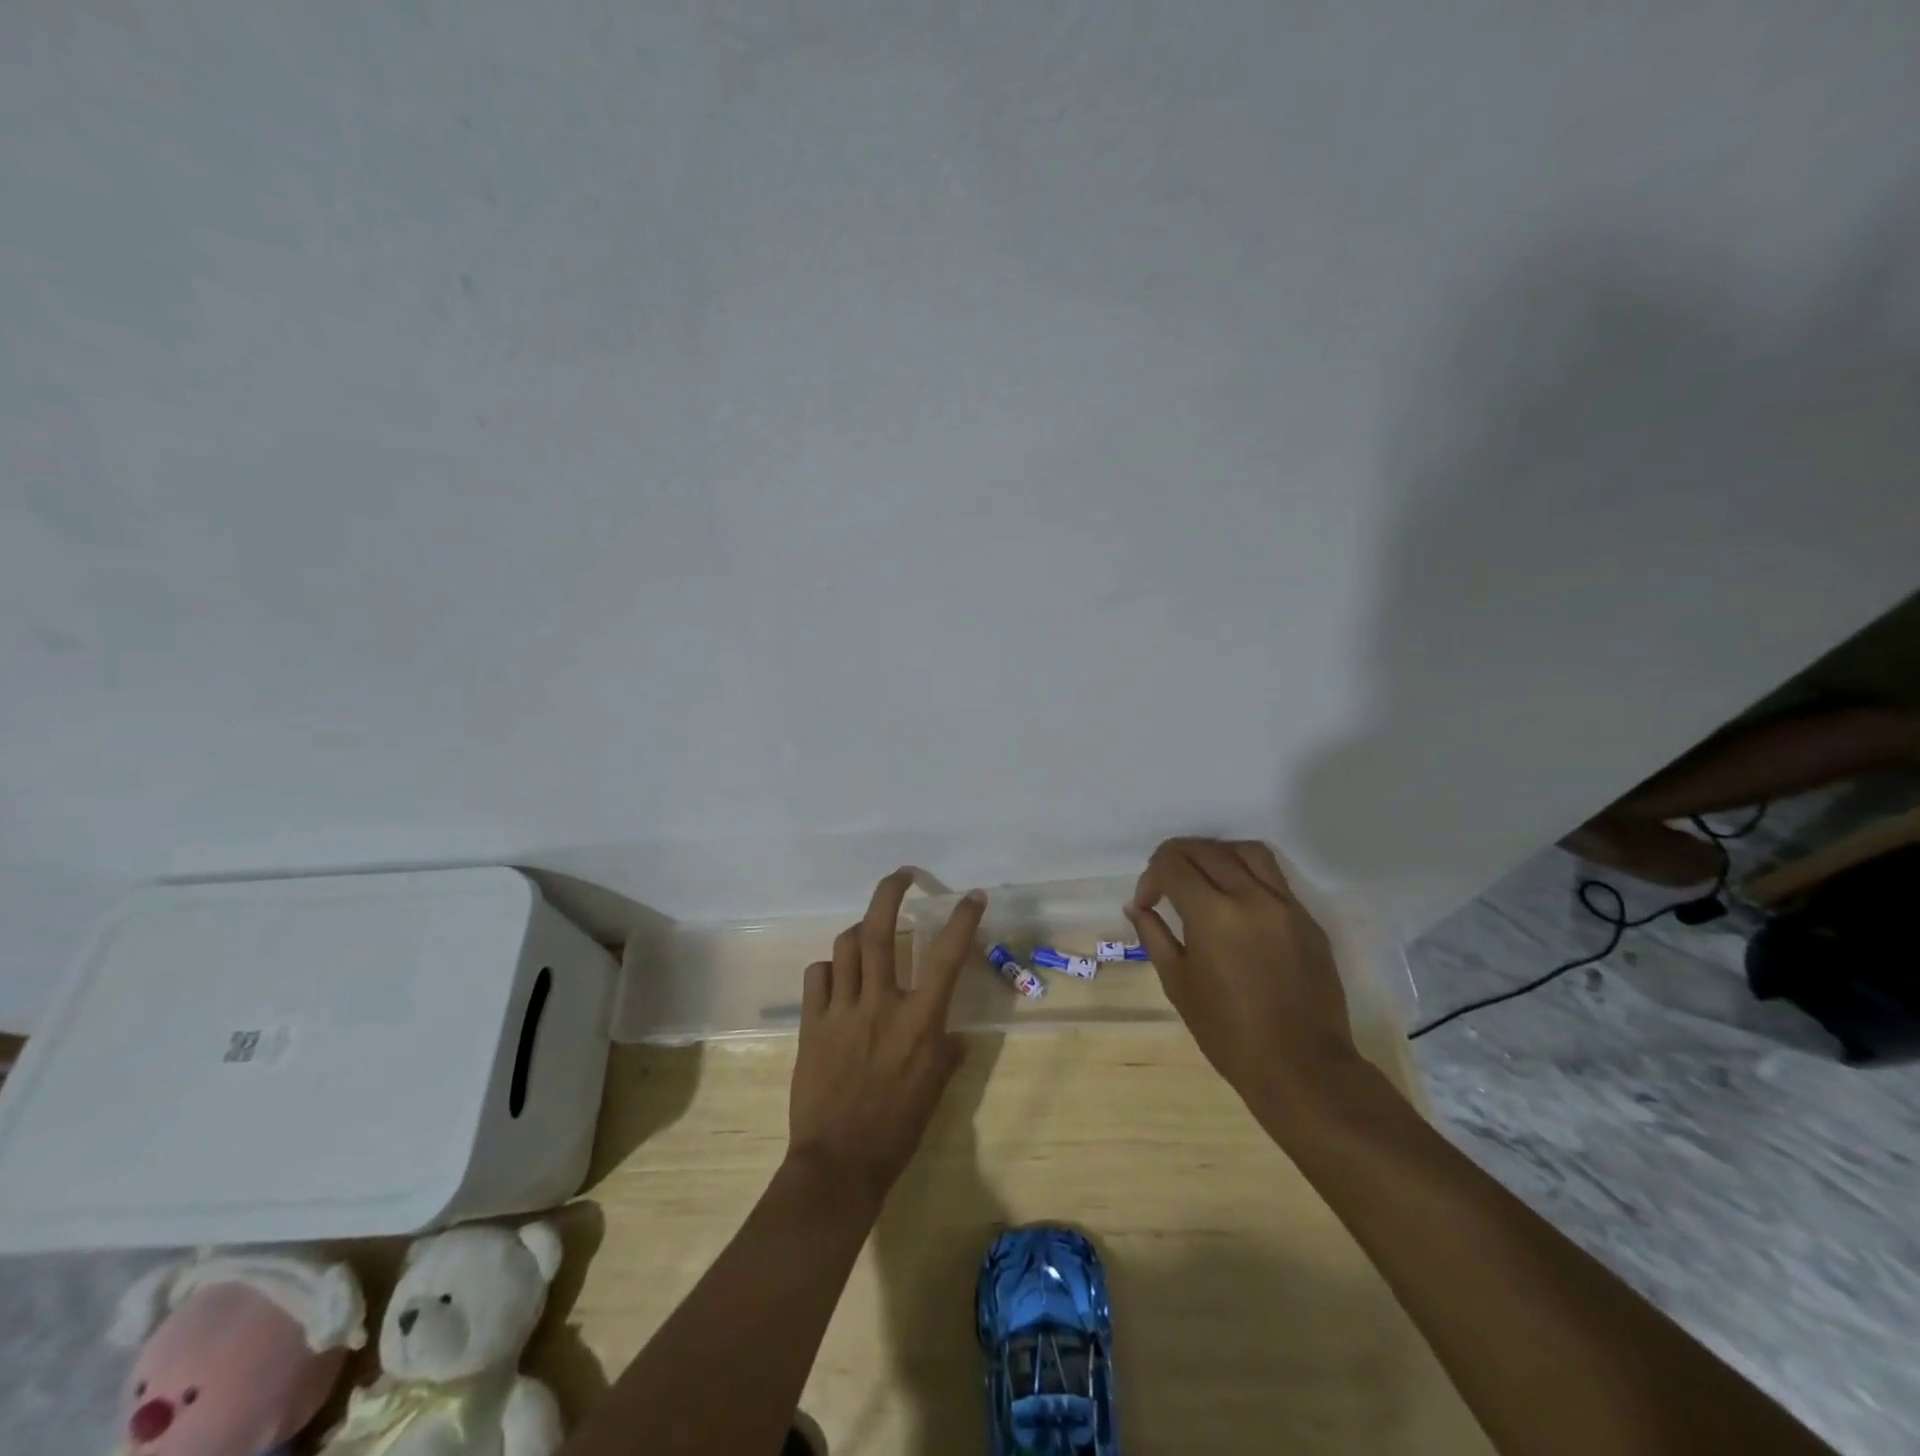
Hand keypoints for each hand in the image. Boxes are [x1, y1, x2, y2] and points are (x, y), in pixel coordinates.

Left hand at [787, 870, 986, 1206]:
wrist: (839, 1163)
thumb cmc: (897, 1129)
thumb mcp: (935, 1089)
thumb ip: (946, 1051)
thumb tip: (953, 1033)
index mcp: (919, 1021)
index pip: (946, 957)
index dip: (962, 920)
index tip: (972, 895)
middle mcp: (881, 1004)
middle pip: (881, 931)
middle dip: (891, 892)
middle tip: (902, 876)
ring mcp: (841, 1010)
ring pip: (846, 945)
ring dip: (860, 932)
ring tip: (869, 937)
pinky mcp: (812, 1022)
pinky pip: (818, 975)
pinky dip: (830, 968)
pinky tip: (837, 979)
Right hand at [1126, 838, 1361, 1127]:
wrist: (1303, 1067)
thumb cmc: (1229, 1033)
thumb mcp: (1178, 985)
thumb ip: (1155, 936)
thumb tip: (1138, 907)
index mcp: (1213, 913)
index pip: (1172, 863)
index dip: (1151, 877)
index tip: (1147, 903)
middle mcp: (1251, 896)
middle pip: (1205, 848)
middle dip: (1175, 860)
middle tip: (1165, 886)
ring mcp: (1286, 904)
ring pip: (1246, 850)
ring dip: (1215, 854)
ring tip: (1202, 878)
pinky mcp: (1308, 919)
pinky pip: (1274, 876)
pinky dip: (1246, 873)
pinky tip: (1236, 900)